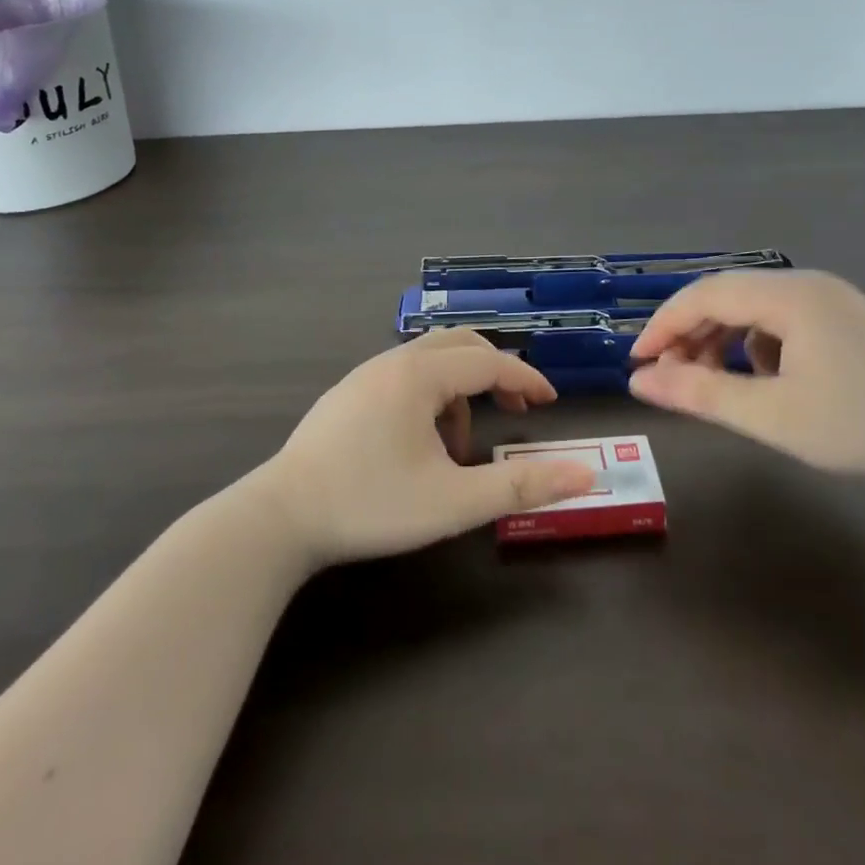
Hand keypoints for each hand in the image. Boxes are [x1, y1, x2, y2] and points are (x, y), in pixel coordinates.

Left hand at [259, 330, 597, 564]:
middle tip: (516, 412)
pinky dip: (429, 396)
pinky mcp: (345, 394)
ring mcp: (364, 375)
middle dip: (495, 374)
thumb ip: (521, 486)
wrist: (278, 519)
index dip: (526, 380)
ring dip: (460, 390)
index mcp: (421, 375)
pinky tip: (419, 444)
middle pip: (460, 345)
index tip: (551, 403)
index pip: (489, 362)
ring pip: (430, 360)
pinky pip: (403, 375)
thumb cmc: (371, 504)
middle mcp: (394, 362)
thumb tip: (585, 475)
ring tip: (460, 447)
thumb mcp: (453, 502)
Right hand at [627, 269, 864, 478]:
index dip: (663, 325)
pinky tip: (764, 380)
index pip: (704, 295)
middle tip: (668, 377)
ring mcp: (828, 297)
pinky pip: (781, 318)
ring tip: (710, 382)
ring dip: (722, 339)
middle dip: (690, 333)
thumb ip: (701, 394)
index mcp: (787, 295)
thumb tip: (639, 381)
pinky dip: (756, 344)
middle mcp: (805, 283)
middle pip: (726, 295)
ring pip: (753, 307)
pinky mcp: (844, 317)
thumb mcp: (773, 416)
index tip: (636, 362)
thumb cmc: (864, 424)